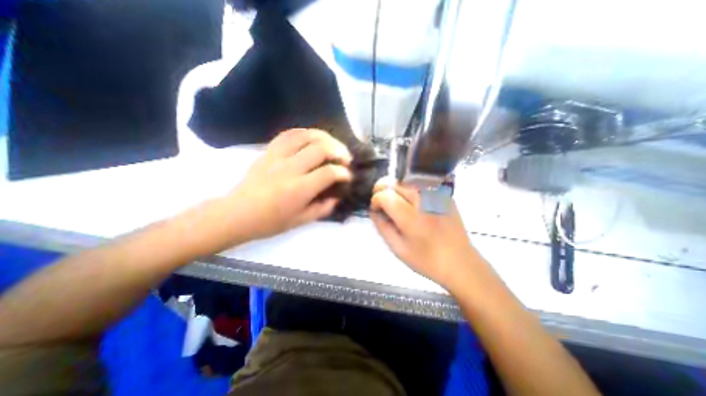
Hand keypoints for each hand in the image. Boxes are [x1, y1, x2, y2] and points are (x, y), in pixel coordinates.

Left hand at [229, 130, 351, 241]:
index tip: (348, 176)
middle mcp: (290, 169)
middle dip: (339, 151)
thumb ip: (322, 209)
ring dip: (324, 137)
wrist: (237, 214)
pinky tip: (312, 138)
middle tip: (345, 158)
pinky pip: (288, 134)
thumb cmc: (269, 222)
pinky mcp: (268, 151)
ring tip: (332, 144)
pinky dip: (304, 133)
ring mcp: (277, 157)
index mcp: (299, 189)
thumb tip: (336, 197)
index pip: (329, 173)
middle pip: (320, 148)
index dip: (343, 173)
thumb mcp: (300, 221)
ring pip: (305, 136)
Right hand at [369, 178, 478, 287]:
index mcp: (412, 217)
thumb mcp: (397, 248)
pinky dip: (409, 189)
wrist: (460, 262)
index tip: (376, 210)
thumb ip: (382, 226)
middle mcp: (424, 200)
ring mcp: (436, 194)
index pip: (385, 195)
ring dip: (395, 188)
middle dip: (382, 191)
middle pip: (394, 182)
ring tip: (396, 203)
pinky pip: (419, 183)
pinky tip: (412, 203)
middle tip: (383, 205)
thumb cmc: (427, 260)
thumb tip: (373, 210)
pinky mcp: (443, 193)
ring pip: (405, 179)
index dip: (375, 200)